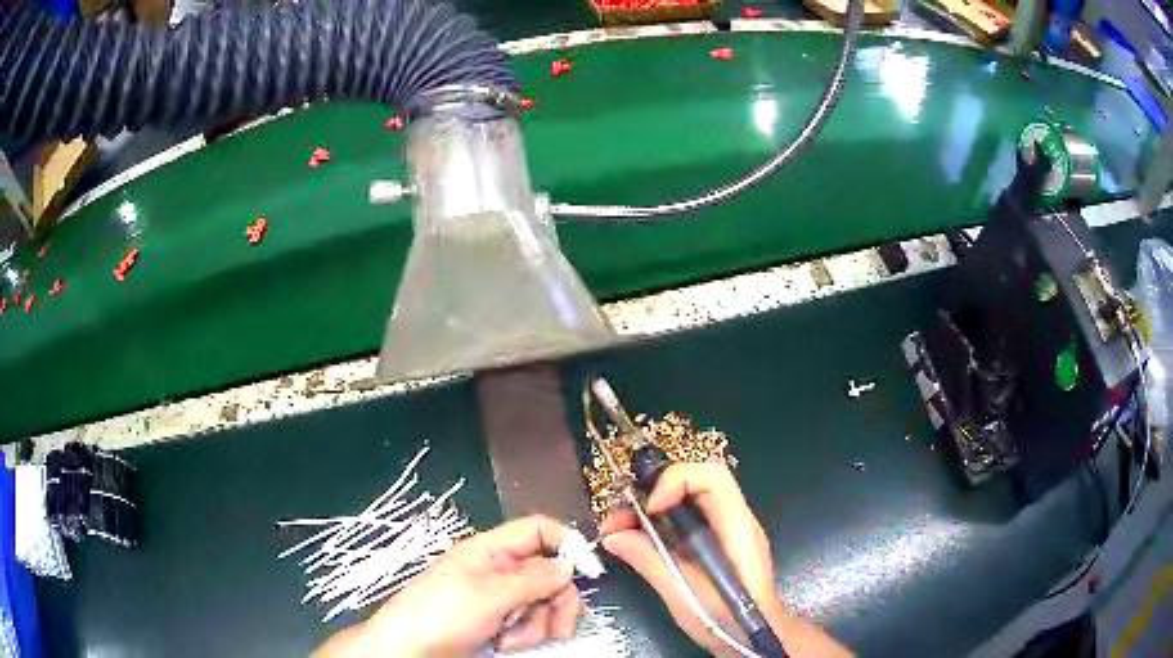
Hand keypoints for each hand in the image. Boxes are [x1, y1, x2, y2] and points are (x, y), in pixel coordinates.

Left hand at [315, 515, 582, 656]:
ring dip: (538, 625)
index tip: (588, 572)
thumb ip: (533, 579)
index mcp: (492, 550)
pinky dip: (525, 635)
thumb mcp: (489, 594)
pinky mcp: (500, 622)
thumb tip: (568, 566)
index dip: (567, 545)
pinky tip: (505, 644)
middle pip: (551, 573)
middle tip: (558, 628)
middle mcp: (500, 570)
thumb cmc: (442, 614)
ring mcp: (501, 598)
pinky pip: (530, 623)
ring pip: (544, 602)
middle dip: (557, 602)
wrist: (410, 650)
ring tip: (512, 640)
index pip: (539, 530)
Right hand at [599, 463, 849, 657]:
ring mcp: (725, 528)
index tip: (647, 508)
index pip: (712, 477)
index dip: (675, 481)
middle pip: (693, 481)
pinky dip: (657, 521)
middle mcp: (734, 519)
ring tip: (617, 529)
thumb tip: (614, 537)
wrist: (754, 636)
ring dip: (649, 506)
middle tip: (617, 517)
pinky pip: (684, 517)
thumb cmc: (728, 621)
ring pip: (685, 497)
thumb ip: (651, 562)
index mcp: (736, 528)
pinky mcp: (714, 540)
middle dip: (651, 491)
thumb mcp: (684, 597)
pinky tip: (634, 538)